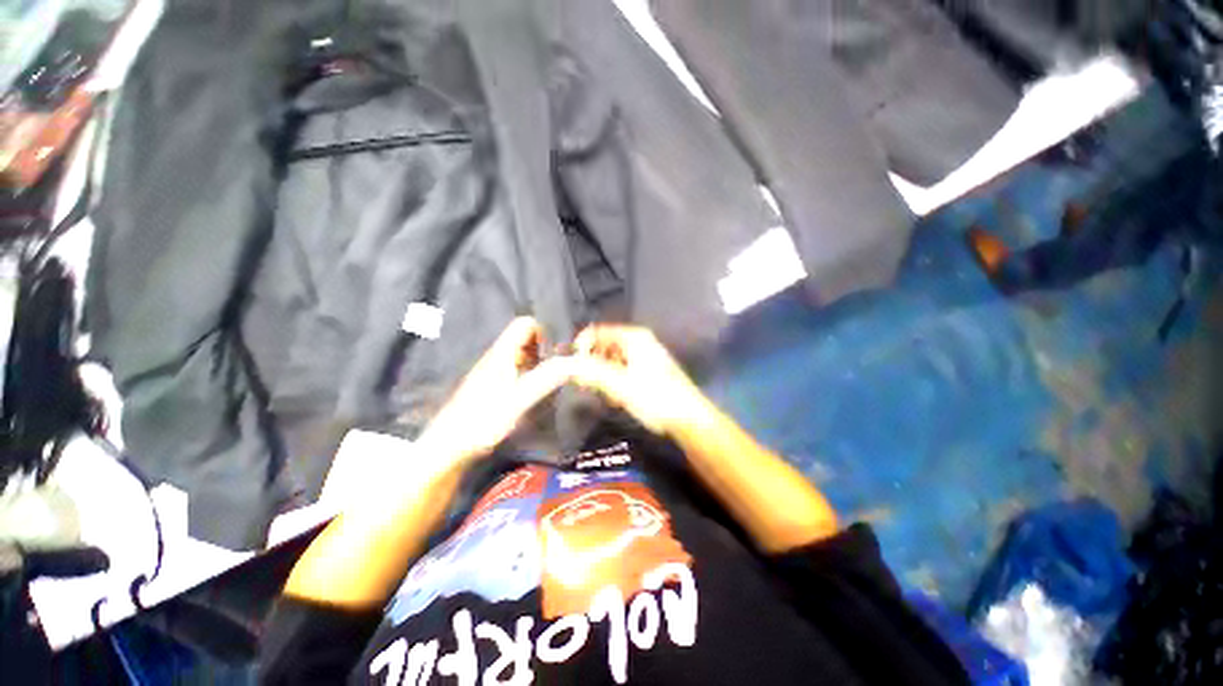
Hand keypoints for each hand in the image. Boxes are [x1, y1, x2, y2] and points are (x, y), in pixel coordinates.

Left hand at [418, 317, 571, 462]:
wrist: (449, 447)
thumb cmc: (483, 420)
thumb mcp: (519, 398)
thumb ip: (546, 378)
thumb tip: (574, 362)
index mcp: (502, 353)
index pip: (525, 324)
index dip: (544, 331)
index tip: (558, 352)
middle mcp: (498, 357)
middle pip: (526, 339)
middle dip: (546, 349)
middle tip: (561, 368)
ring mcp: (495, 372)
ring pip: (523, 356)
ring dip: (539, 364)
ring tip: (553, 381)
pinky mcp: (494, 387)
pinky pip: (518, 371)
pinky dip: (531, 376)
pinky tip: (537, 393)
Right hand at [569, 324, 712, 436]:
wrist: (688, 418)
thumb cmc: (654, 397)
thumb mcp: (619, 384)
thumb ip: (590, 371)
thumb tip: (565, 364)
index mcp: (633, 337)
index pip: (596, 332)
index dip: (581, 348)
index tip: (573, 369)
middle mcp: (638, 341)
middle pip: (603, 346)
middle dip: (593, 366)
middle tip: (590, 386)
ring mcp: (644, 356)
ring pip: (612, 360)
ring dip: (604, 377)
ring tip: (610, 395)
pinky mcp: (648, 371)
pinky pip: (622, 370)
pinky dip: (616, 382)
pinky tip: (620, 398)